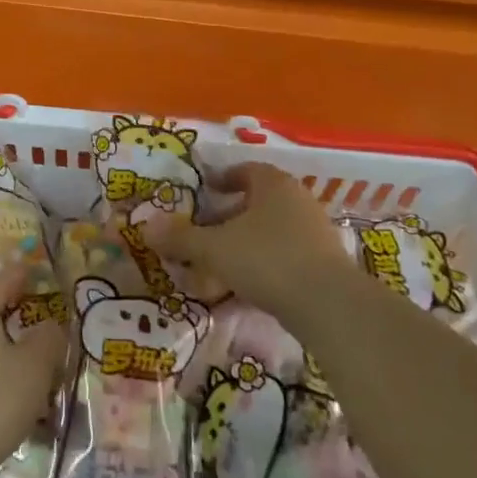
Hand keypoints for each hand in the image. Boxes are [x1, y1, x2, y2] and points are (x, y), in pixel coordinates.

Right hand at [141, 161, 367, 325]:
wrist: (330, 306)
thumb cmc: (267, 260)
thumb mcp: (214, 248)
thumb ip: (180, 238)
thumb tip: (146, 226)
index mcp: (273, 184)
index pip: (246, 170)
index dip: (223, 178)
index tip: (205, 191)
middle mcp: (298, 201)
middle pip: (258, 202)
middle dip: (229, 217)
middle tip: (205, 232)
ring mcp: (316, 234)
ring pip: (271, 232)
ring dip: (245, 244)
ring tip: (219, 265)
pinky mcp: (325, 265)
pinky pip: (285, 257)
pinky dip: (263, 266)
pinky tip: (245, 288)